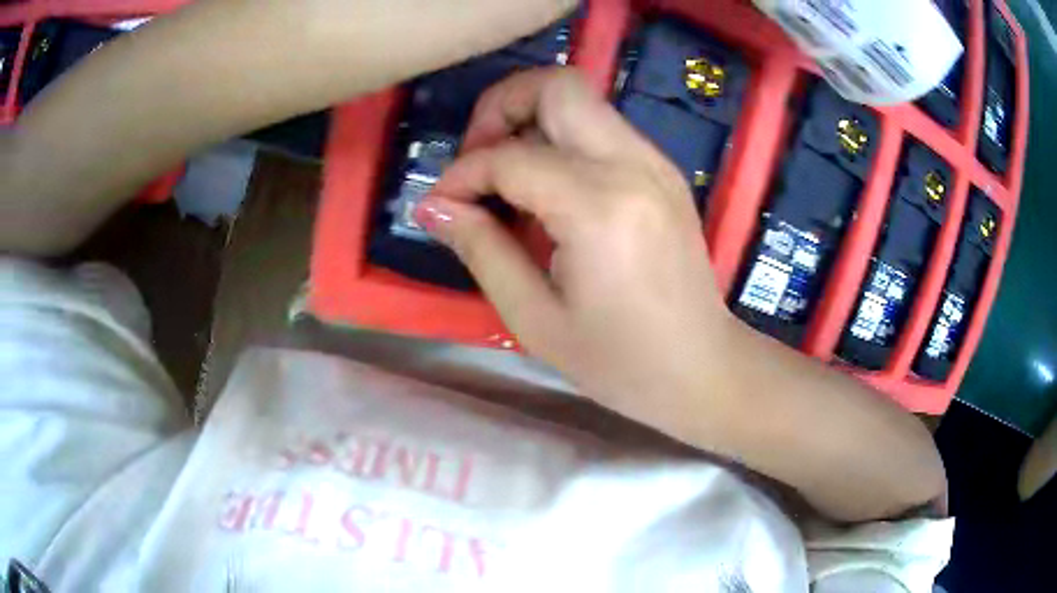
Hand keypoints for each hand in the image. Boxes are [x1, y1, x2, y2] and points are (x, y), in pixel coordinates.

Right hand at [417, 69, 735, 427]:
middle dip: (501, 106)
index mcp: (600, 207)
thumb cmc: (620, 363)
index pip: (510, 157)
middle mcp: (633, 165)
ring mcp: (655, 163)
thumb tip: (434, 206)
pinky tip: (547, 191)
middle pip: (557, 85)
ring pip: (581, 99)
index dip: (462, 175)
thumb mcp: (535, 318)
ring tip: (505, 178)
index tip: (440, 206)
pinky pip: (601, 128)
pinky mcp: (663, 172)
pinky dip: (562, 140)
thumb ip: (481, 249)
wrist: (702, 368)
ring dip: (530, 120)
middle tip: (477, 157)